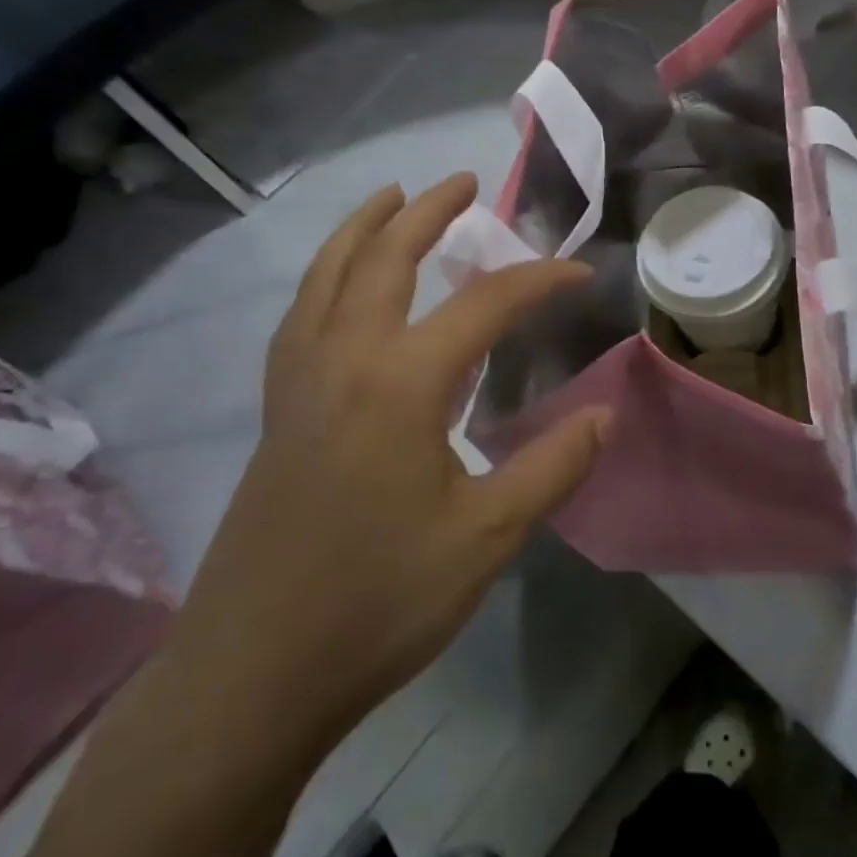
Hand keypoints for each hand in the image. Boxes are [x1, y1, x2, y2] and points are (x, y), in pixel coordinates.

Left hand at [169, 174, 606, 766]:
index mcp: (402, 382)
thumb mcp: (488, 537)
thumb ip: (552, 466)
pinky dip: (324, 278)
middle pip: (385, 260)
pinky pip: (300, 315)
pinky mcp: (277, 412)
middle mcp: (344, 360)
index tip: (579, 275)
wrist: (252, 674)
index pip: (484, 304)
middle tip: (464, 182)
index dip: (539, 281)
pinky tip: (339, 288)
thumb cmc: (379, 602)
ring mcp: (299, 383)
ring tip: (390, 198)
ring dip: (362, 228)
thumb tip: (604, 414)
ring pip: (327, 277)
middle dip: (428, 212)